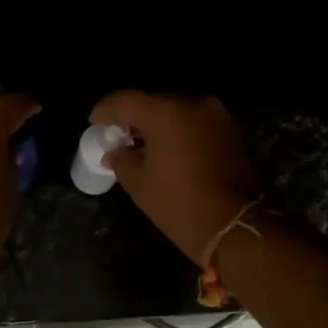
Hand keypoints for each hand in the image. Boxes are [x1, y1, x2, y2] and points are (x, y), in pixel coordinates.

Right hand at [89, 90, 258, 261]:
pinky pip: (195, 124)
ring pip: (177, 112)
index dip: (106, 110)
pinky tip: (167, 149)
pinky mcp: (231, 132)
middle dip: (133, 117)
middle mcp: (193, 105)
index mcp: (166, 113)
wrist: (233, 226)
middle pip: (154, 103)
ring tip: (141, 143)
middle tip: (117, 133)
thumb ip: (121, 159)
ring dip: (158, 124)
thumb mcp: (139, 184)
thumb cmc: (178, 204)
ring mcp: (216, 117)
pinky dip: (179, 132)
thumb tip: (115, 152)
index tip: (94, 122)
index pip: (126, 101)